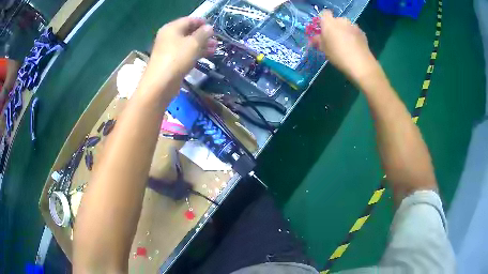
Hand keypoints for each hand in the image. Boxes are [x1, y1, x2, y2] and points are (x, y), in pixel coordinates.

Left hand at [140, 17, 216, 97]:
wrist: (160, 84)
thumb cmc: (177, 58)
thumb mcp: (194, 43)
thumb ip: (203, 33)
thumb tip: (209, 28)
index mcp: (172, 28)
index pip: (189, 20)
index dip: (202, 23)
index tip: (214, 27)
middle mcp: (168, 37)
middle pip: (188, 32)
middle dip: (203, 36)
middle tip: (216, 41)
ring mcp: (168, 50)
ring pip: (187, 44)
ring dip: (201, 45)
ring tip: (214, 49)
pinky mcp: (170, 61)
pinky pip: (184, 53)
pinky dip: (194, 53)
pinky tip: (205, 57)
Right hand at [312, 10, 378, 80]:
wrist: (360, 63)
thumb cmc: (338, 55)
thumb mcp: (324, 49)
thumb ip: (318, 41)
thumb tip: (315, 39)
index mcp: (329, 22)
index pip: (324, 14)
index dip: (323, 20)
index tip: (323, 30)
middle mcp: (341, 20)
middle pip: (336, 20)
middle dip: (335, 27)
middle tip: (334, 39)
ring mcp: (353, 25)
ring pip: (346, 26)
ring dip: (345, 31)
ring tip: (346, 44)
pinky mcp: (362, 32)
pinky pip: (354, 31)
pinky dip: (353, 36)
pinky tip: (354, 47)